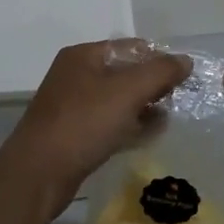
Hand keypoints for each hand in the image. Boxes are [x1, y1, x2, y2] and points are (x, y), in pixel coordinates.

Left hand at [0, 40, 191, 212]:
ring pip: (118, 100)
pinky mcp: (73, 135)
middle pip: (125, 73)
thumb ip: (161, 72)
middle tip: (179, 100)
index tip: (184, 78)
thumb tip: (186, 61)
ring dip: (144, 107)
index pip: (132, 47)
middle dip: (153, 85)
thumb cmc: (83, 123)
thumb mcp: (128, 91)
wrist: (38, 175)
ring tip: (169, 119)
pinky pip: (109, 123)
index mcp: (84, 56)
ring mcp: (72, 107)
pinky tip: (149, 136)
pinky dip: (130, 126)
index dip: (160, 59)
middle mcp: (76, 76)